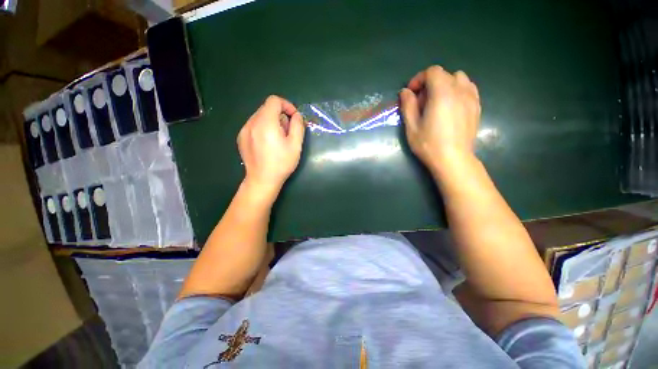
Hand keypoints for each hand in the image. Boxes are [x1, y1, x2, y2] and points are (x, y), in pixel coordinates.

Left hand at [238, 95, 304, 195]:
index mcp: (266, 122)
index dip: (287, 105)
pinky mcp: (241, 137)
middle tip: (287, 132)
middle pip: (267, 108)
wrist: (262, 180)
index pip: (274, 100)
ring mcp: (244, 130)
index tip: (293, 118)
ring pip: (260, 116)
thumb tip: (296, 115)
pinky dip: (263, 128)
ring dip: (271, 122)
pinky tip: (267, 143)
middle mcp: (252, 122)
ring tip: (277, 139)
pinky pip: (253, 125)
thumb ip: (298, 126)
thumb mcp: (296, 145)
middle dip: (280, 116)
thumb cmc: (281, 163)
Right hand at [399, 66, 480, 174]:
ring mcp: (471, 98)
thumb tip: (405, 91)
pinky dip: (457, 90)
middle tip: (421, 102)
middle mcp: (459, 90)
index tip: (411, 93)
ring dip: (445, 85)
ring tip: (437, 102)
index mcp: (442, 93)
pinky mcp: (477, 106)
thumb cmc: (429, 144)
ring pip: (459, 79)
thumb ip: (408, 106)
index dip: (419, 79)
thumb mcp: (412, 126)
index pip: (432, 72)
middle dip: (430, 84)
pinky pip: (468, 88)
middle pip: (444, 74)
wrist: (453, 159)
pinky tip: (451, 106)